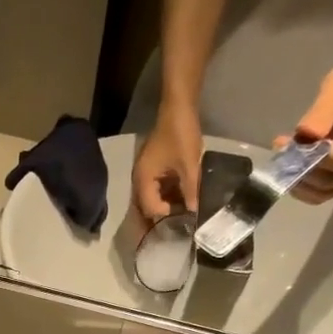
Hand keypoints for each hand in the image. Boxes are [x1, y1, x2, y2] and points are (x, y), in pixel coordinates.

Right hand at [133, 101, 203, 220]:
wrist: (177, 108)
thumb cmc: (181, 135)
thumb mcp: (189, 165)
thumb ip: (190, 191)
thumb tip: (194, 212)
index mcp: (143, 180)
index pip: (150, 209)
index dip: (166, 216)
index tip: (184, 220)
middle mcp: (139, 181)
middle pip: (146, 208)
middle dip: (162, 217)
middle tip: (180, 225)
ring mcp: (144, 175)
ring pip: (151, 200)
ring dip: (165, 207)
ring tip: (182, 214)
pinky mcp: (152, 171)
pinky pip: (156, 190)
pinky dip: (166, 197)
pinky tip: (181, 200)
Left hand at [279, 44, 332, 202]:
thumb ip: (320, 115)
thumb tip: (303, 137)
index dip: (309, 159)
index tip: (288, 146)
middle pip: (329, 182)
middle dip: (300, 173)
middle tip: (282, 152)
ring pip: (325, 193)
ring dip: (299, 184)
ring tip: (284, 162)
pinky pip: (327, 190)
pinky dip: (307, 185)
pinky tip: (295, 167)